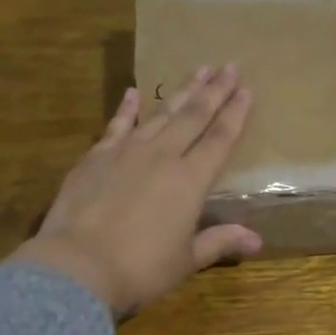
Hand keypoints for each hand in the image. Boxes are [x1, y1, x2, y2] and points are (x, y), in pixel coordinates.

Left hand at [10, 65, 262, 317]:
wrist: (78, 266)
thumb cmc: (140, 268)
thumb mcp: (186, 260)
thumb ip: (220, 242)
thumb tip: (257, 240)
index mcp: (190, 181)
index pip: (219, 139)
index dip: (235, 114)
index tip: (246, 89)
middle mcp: (163, 156)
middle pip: (193, 116)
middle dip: (214, 90)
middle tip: (229, 66)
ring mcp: (126, 151)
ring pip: (160, 113)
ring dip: (181, 91)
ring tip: (197, 70)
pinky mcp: (96, 156)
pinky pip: (116, 124)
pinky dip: (126, 108)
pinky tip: (133, 92)